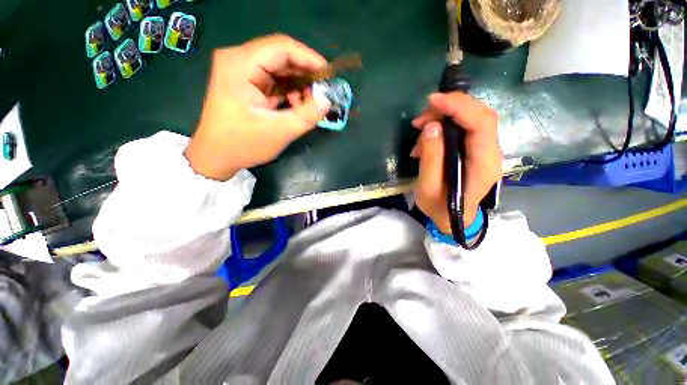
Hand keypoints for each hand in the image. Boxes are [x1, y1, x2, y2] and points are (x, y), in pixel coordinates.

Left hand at [185, 35, 330, 180]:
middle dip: (305, 74)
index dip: (309, 58)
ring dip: (298, 84)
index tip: (328, 76)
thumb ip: (306, 116)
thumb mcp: (279, 132)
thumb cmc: (243, 144)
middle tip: (322, 92)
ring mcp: (241, 70)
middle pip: (281, 56)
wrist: (216, 156)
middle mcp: (238, 60)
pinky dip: (289, 91)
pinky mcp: (245, 82)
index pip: (282, 48)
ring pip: (279, 68)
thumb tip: (328, 101)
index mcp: (240, 64)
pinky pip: (273, 79)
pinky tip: (296, 106)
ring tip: (309, 104)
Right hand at [411, 92, 502, 233]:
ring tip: (420, 131)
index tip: (432, 102)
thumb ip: (431, 157)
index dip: (459, 106)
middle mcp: (491, 153)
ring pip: (471, 119)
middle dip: (449, 108)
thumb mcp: (428, 187)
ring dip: (443, 118)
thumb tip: (431, 126)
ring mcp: (486, 151)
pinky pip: (464, 129)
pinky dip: (443, 128)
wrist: (453, 219)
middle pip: (479, 115)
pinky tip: (426, 141)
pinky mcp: (476, 151)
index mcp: (483, 164)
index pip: (481, 123)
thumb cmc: (440, 207)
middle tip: (421, 119)